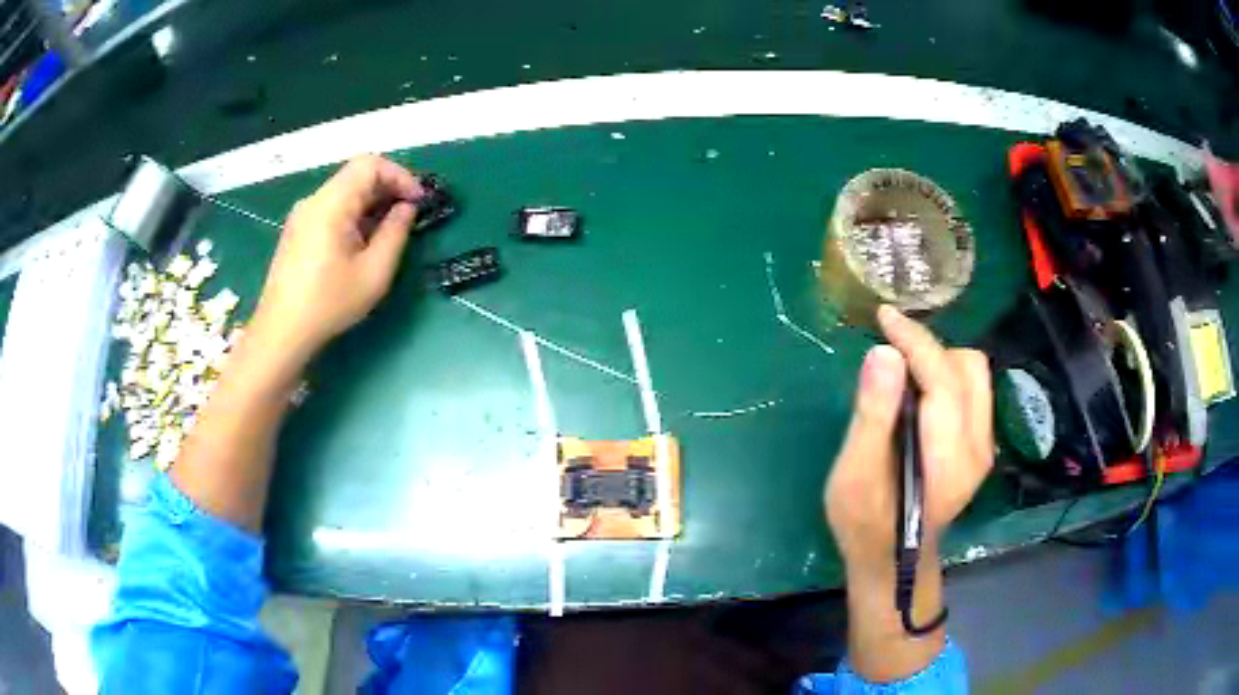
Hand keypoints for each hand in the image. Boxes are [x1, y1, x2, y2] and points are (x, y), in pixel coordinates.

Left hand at [249, 155, 423, 367]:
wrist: (281, 333)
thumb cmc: (329, 303)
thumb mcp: (374, 272)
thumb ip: (396, 232)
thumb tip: (406, 208)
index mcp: (331, 204)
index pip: (370, 164)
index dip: (400, 175)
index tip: (418, 201)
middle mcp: (313, 201)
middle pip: (356, 175)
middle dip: (387, 189)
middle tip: (409, 216)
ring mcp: (301, 216)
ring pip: (343, 192)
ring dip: (371, 203)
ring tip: (388, 232)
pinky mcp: (297, 231)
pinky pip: (330, 209)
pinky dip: (353, 214)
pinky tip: (361, 243)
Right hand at [825, 305, 992, 577]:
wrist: (892, 560)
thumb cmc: (865, 522)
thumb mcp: (855, 474)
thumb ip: (873, 414)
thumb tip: (884, 353)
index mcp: (949, 457)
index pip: (943, 378)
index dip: (915, 341)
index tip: (885, 317)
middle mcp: (978, 447)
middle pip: (968, 368)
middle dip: (929, 349)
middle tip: (889, 353)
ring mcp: (983, 447)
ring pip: (974, 376)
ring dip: (939, 361)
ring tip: (902, 370)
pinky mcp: (979, 446)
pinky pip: (971, 391)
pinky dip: (945, 377)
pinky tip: (918, 391)